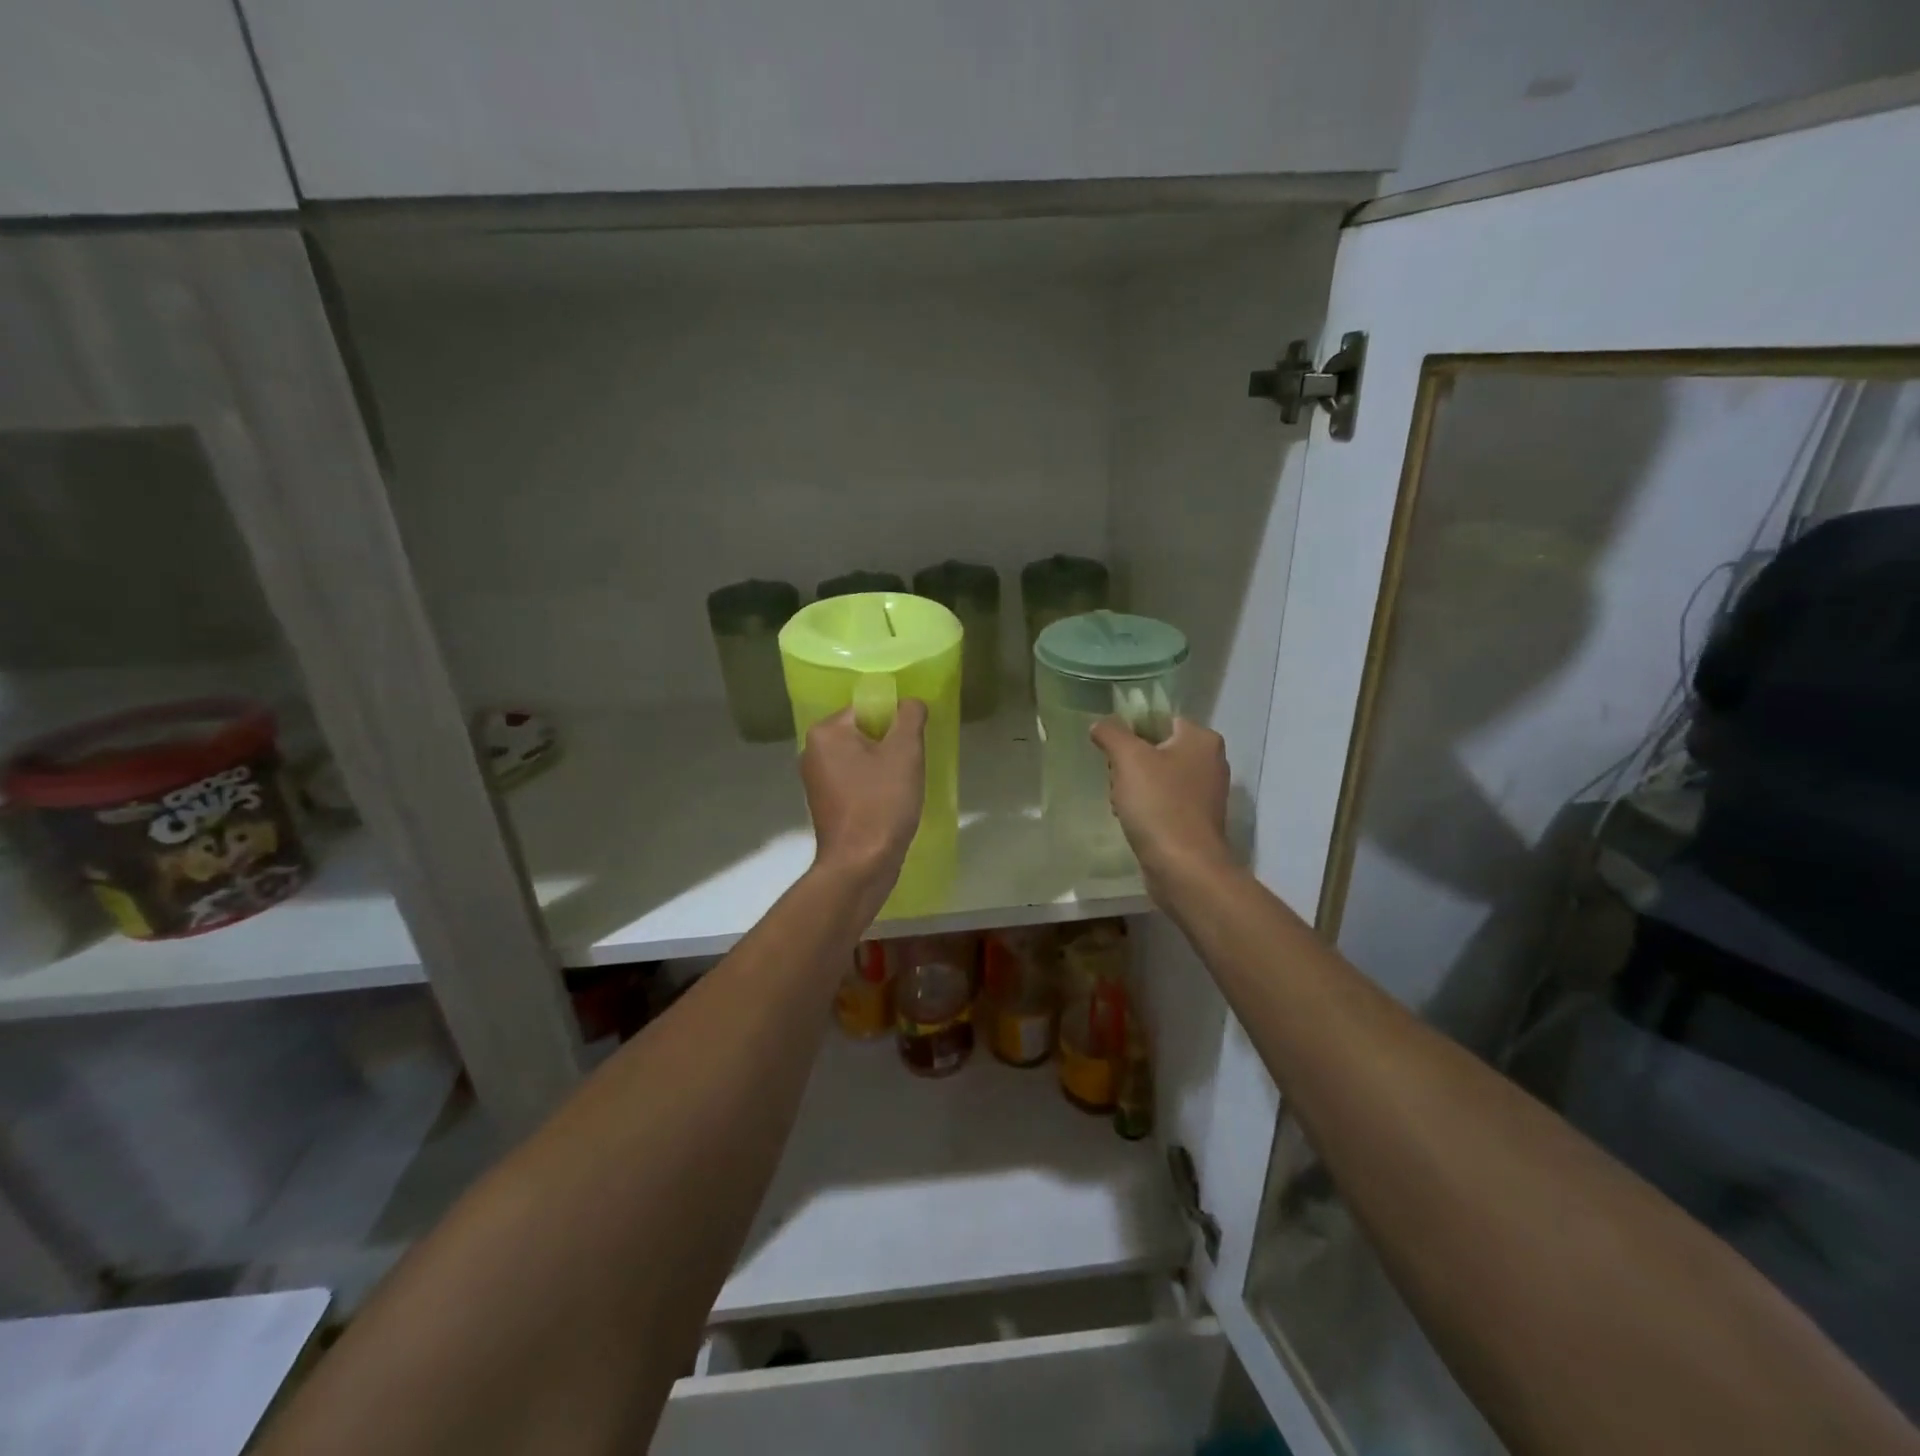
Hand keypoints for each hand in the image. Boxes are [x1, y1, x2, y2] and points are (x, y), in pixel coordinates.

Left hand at [800, 700, 927, 896]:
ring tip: (905, 785)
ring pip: (862, 758)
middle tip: (913, 764)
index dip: (896, 720)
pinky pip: (856, 781)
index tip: (915, 742)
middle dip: (891, 744)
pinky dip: (874, 785)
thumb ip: (910, 716)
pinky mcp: (826, 804)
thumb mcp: (905, 752)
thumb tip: (911, 703)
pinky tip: (892, 801)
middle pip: (864, 732)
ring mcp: (817, 780)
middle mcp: (813, 751)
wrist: (860, 866)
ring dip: (885, 766)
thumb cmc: (882, 803)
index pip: (868, 708)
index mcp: (826, 733)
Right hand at [1089, 716, 1232, 893]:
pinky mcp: (1197, 820)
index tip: (1113, 752)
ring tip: (1122, 805)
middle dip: (1129, 765)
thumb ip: (1111, 733)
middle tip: (1117, 781)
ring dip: (1133, 788)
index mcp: (1202, 739)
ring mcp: (1206, 794)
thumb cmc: (1159, 804)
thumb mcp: (1128, 758)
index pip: (1159, 720)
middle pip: (1156, 749)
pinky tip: (1132, 822)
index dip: (1131, 732)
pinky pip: (1164, 802)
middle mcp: (1211, 761)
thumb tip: (1100, 725)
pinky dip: (1146, 809)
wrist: (1184, 867)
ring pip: (1157, 778)